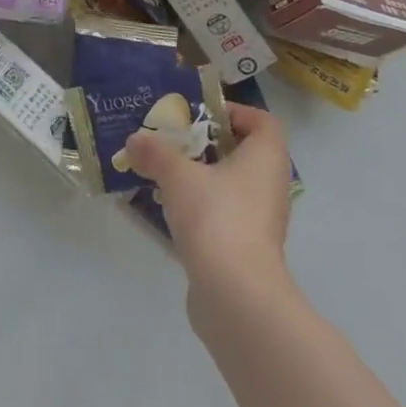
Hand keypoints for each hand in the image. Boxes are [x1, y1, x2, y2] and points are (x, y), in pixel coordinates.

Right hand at [122, 103, 294, 289]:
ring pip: (231, 187)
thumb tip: (135, 140)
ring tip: (164, 174)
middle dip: (207, 145)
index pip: (262, 121)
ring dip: (201, 178)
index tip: (200, 115)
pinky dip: (201, 209)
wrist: (235, 294)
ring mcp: (261, 221)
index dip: (235, 112)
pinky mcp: (246, 249)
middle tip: (173, 141)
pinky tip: (169, 211)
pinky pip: (223, 216)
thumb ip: (155, 153)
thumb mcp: (177, 175)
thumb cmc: (215, 216)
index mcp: (265, 158)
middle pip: (243, 153)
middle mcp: (270, 185)